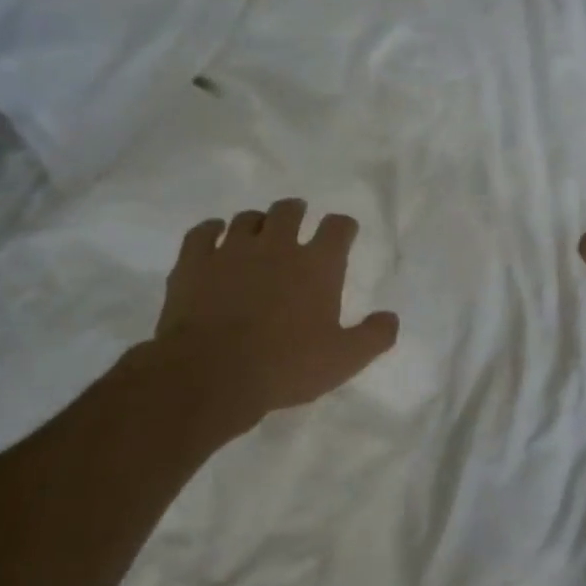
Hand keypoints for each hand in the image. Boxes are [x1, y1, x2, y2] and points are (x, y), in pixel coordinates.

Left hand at [146, 199, 397, 426]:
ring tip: (258, 232)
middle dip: (297, 212)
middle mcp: (277, 246)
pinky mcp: (194, 262)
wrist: (211, 374)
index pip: (337, 228)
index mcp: (317, 265)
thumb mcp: (344, 360)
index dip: (343, 226)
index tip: (344, 231)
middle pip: (289, 211)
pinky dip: (211, 230)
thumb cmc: (286, 366)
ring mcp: (232, 250)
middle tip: (298, 218)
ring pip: (247, 219)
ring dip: (257, 222)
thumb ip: (374, 336)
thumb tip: (391, 318)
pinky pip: (203, 232)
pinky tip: (214, 235)